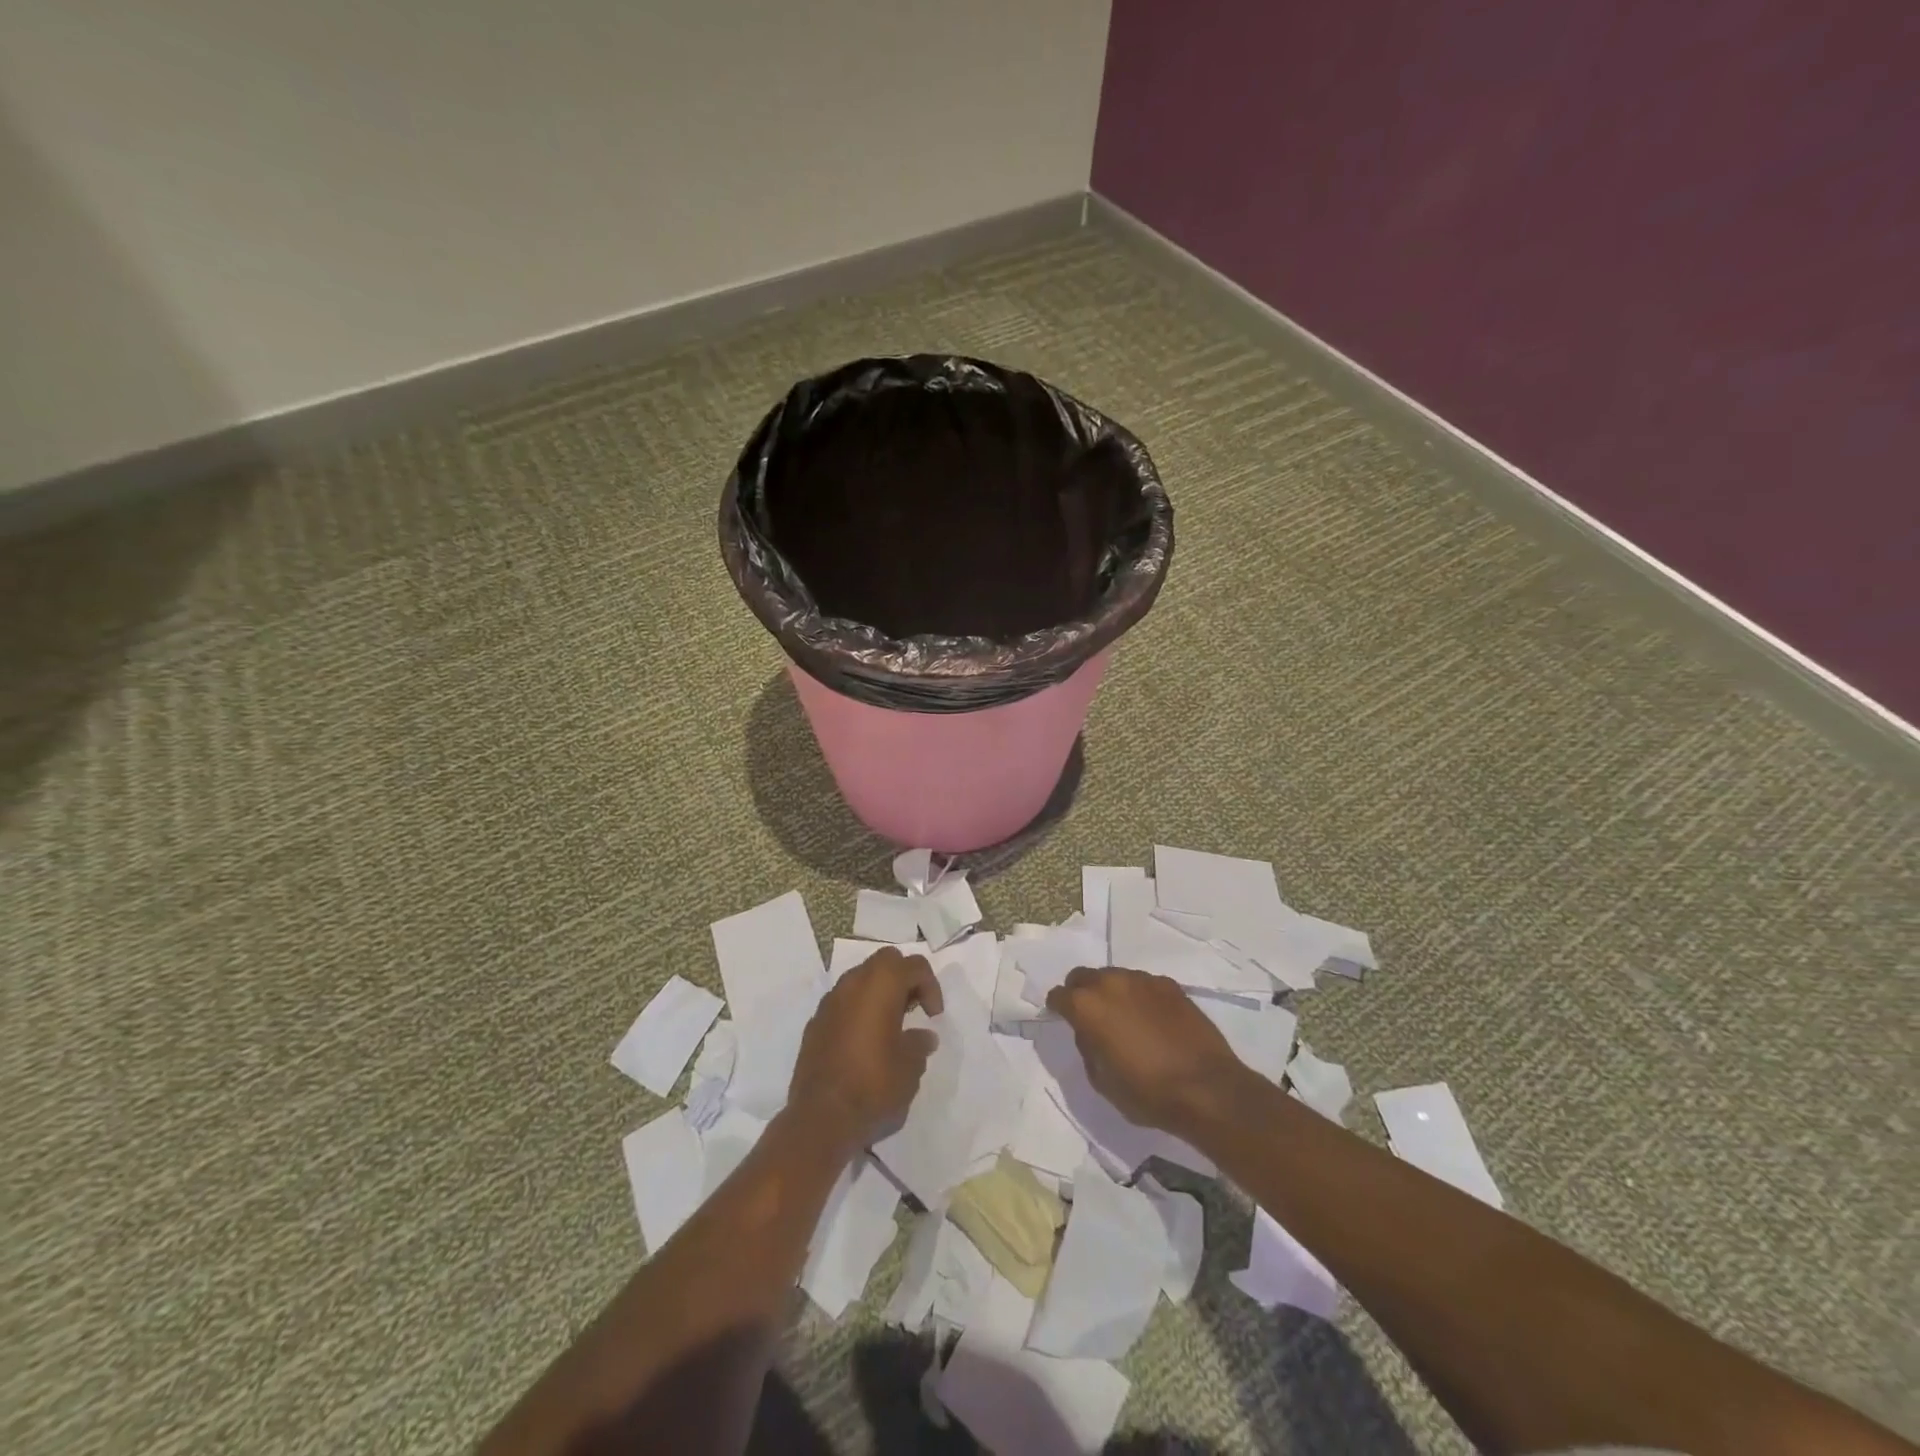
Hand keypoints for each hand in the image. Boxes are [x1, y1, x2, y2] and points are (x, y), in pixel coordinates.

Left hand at [788, 947, 943, 1146]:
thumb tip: (923, 1036)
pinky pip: (843, 1003)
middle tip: (914, 1009)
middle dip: (903, 979)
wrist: (821, 1118)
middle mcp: (852, 983)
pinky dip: (858, 1010)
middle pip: (885, 962)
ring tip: (890, 1026)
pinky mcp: (815, 1023)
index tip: (933, 1016)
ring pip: (860, 979)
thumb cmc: (874, 1084)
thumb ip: (919, 1044)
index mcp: (880, 985)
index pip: (914, 966)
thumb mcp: (911, 1066)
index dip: (931, 986)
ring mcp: (829, 1002)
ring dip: (879, 994)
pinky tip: (865, 1042)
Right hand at [1045, 967, 1250, 1140]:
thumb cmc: (1147, 1092)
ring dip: (1111, 992)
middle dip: (1080, 992)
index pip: (1059, 996)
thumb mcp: (1102, 1081)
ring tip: (1124, 1018)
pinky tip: (1151, 1019)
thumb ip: (1087, 1048)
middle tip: (1090, 1016)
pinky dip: (1139, 996)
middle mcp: (1111, 983)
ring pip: (1115, 976)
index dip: (1057, 1008)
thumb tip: (1089, 1032)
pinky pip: (1143, 984)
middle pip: (1083, 976)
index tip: (1061, 1018)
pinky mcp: (1169, 985)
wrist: (1206, 1088)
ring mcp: (1142, 980)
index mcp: (1087, 1006)